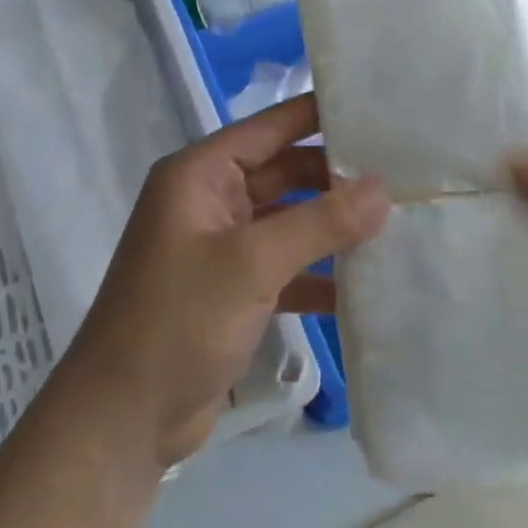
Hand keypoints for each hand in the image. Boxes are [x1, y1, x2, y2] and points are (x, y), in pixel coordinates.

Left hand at [60, 94, 389, 466]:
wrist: (124, 419)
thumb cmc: (179, 321)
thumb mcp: (252, 264)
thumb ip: (320, 222)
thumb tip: (383, 189)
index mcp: (200, 175)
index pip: (269, 127)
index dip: (319, 115)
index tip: (377, 108)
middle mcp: (210, 201)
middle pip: (283, 173)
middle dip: (335, 177)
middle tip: (403, 175)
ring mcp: (221, 248)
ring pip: (288, 221)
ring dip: (332, 226)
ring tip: (398, 222)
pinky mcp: (232, 291)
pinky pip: (285, 267)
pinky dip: (318, 274)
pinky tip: (366, 284)